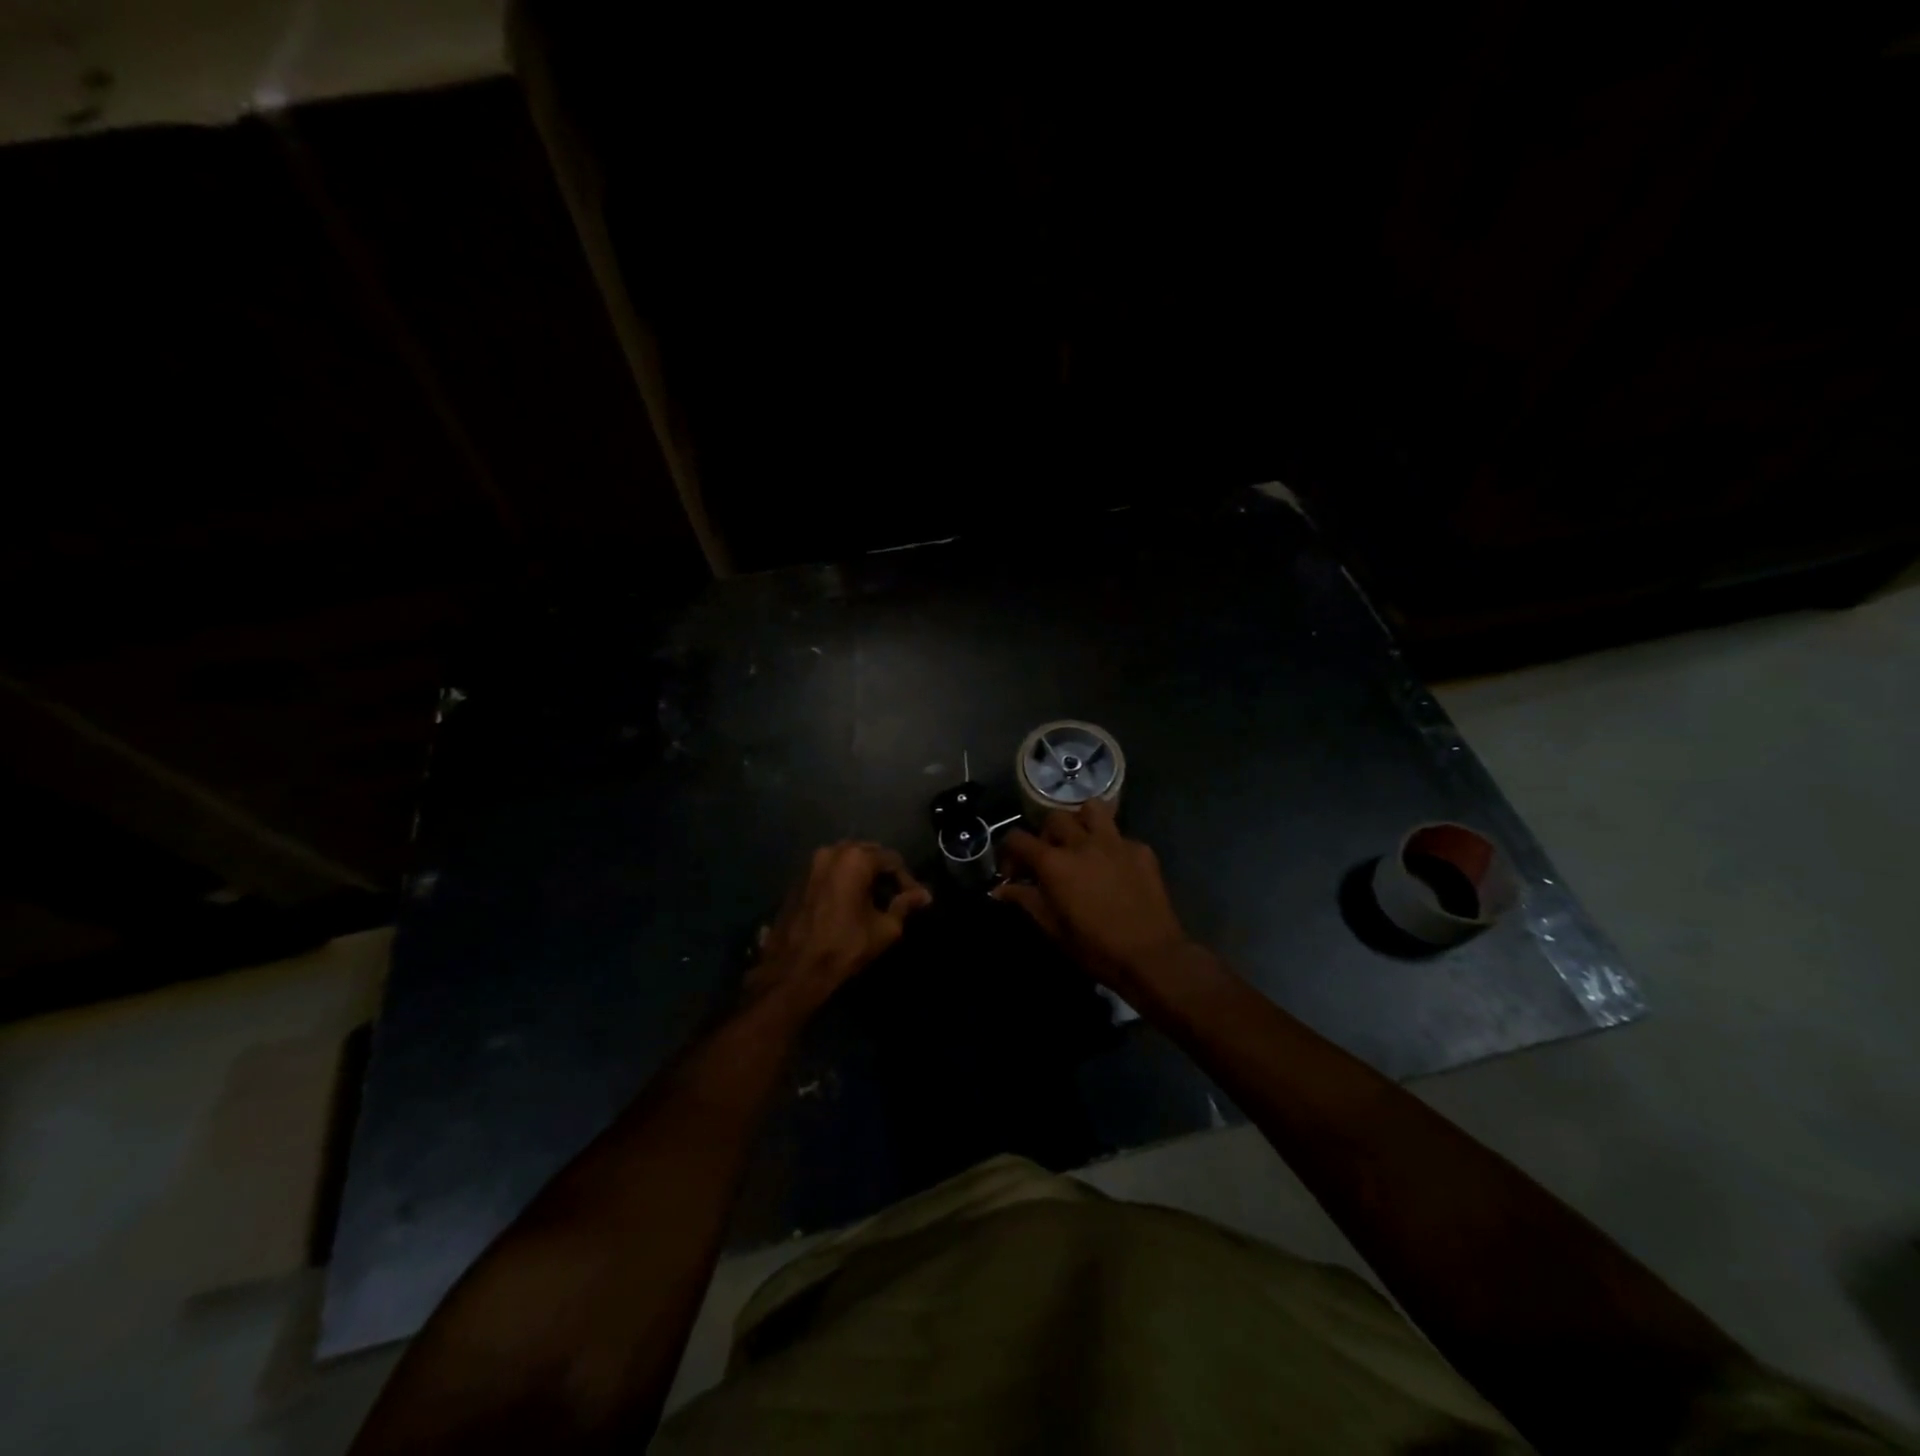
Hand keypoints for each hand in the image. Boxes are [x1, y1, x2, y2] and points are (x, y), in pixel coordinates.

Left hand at [747, 841, 931, 1011]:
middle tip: (896, 898)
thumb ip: (905, 905)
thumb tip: (924, 895)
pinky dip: (843, 880)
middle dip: (884, 874)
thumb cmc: (845, 947)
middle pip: (868, 854)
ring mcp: (811, 864)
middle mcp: (832, 852)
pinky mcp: (798, 879)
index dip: (907, 881)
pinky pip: (829, 871)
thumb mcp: (885, 928)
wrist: (794, 969)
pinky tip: (850, 903)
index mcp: (856, 859)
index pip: (893, 860)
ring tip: (874, 900)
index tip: (915, 901)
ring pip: (847, 861)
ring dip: (863, 875)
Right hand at [993, 799, 1189, 989]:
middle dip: (1046, 836)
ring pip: (1092, 809)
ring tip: (1082, 844)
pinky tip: (1115, 868)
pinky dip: (1112, 846)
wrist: (1151, 956)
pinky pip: (1120, 835)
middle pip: (1054, 818)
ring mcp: (1115, 842)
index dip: (1009, 853)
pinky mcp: (1141, 850)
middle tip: (1050, 860)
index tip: (1013, 873)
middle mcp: (1082, 842)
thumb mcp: (1052, 928)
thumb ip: (1025, 901)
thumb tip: (1000, 890)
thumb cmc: (1095, 947)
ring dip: (1082, 822)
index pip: (1018, 838)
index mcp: (1054, 863)